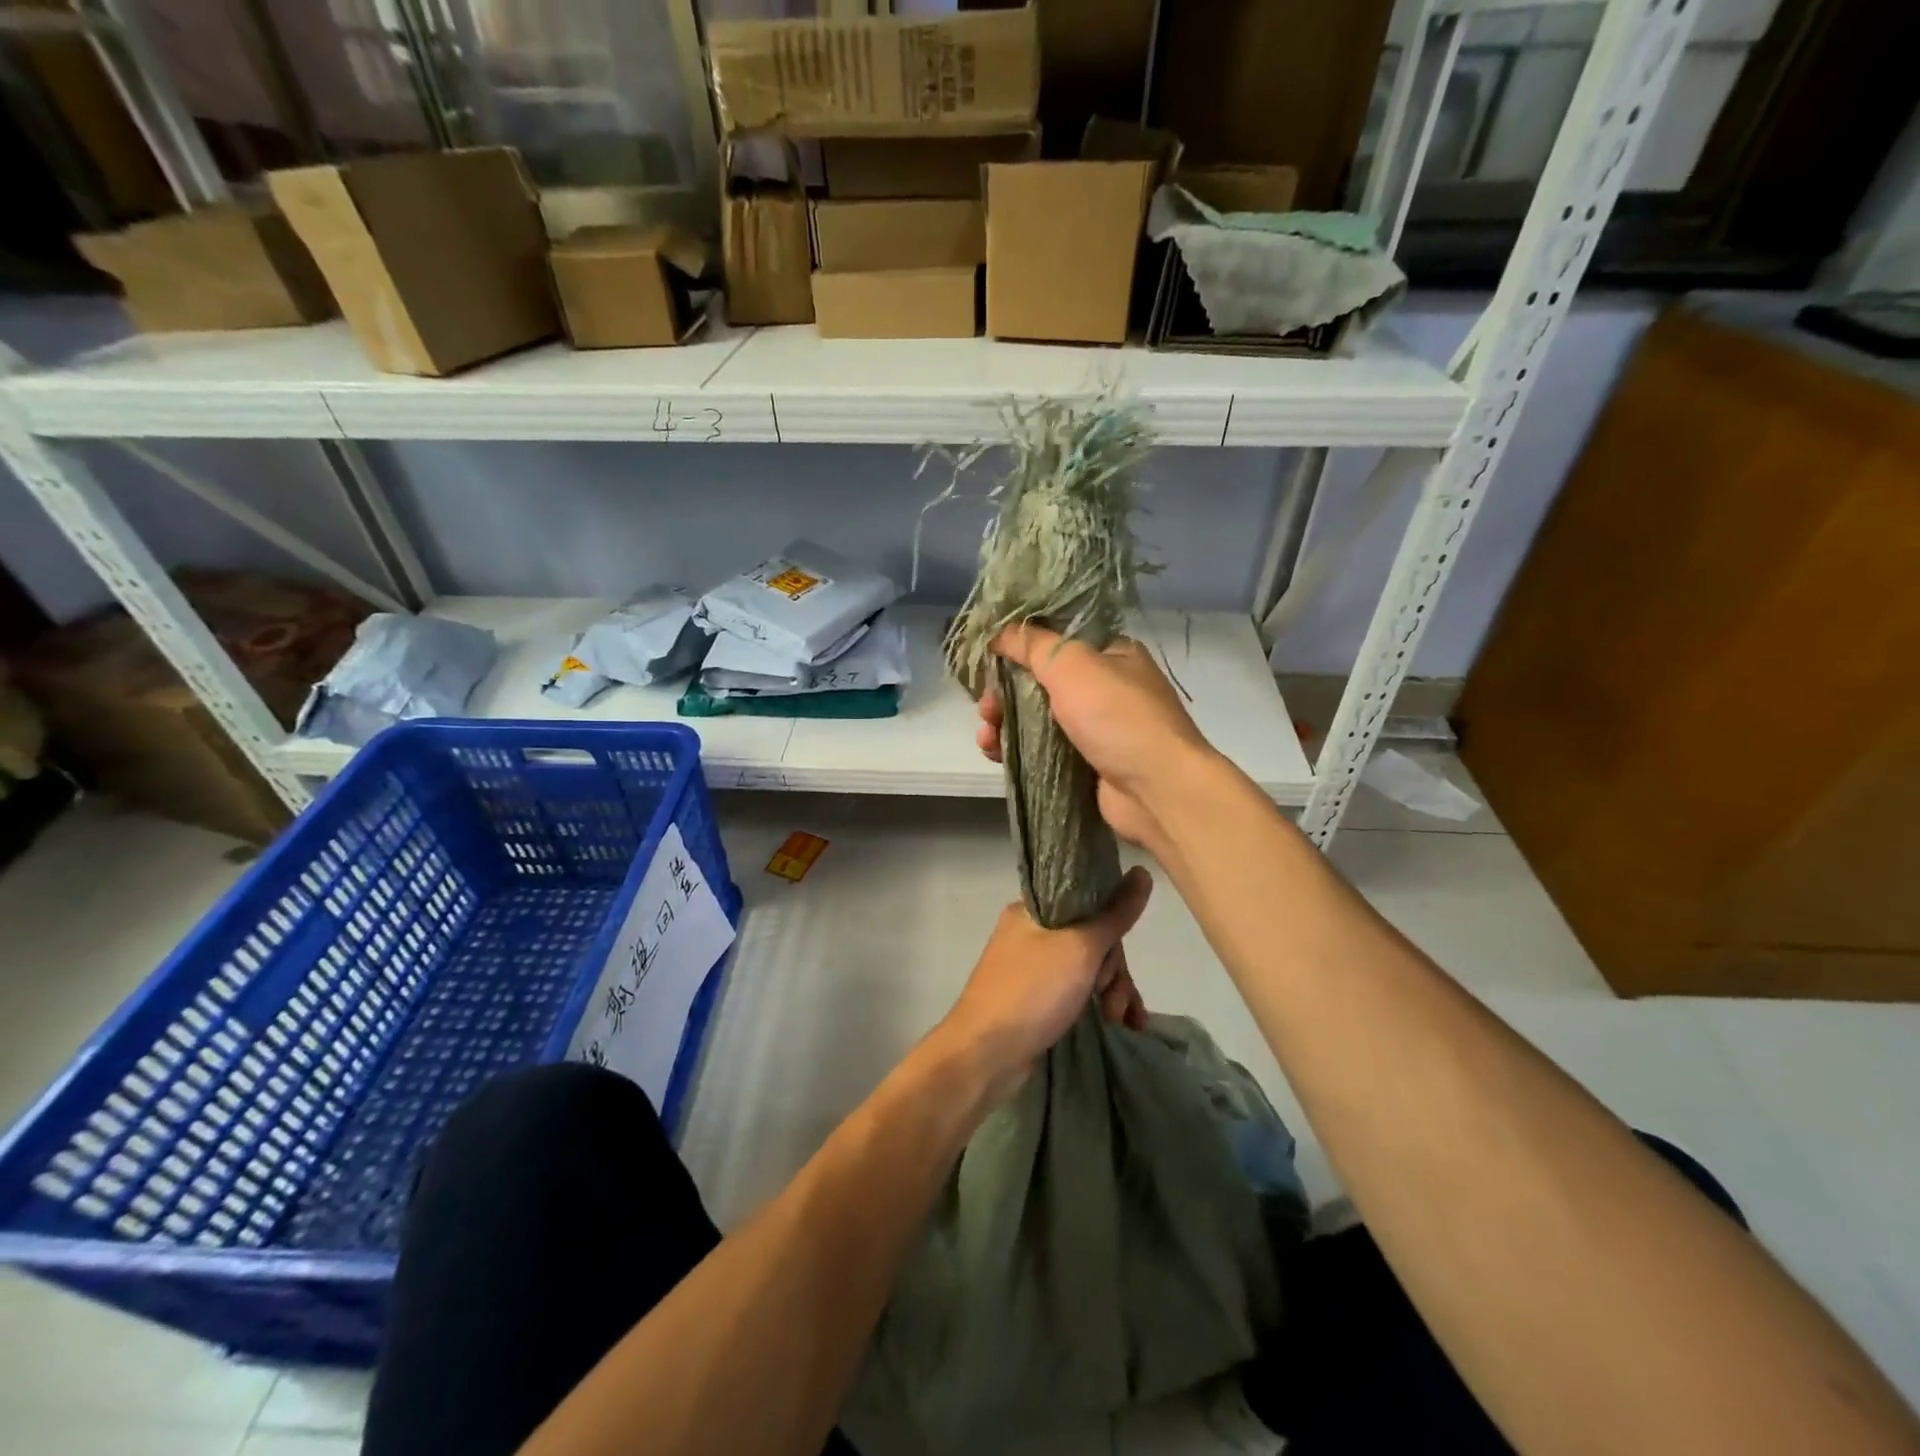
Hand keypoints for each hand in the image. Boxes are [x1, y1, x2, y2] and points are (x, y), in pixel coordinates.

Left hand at [934, 866, 1153, 1099]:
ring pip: (1088, 968)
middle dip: (1113, 970)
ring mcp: (1033, 968)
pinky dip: (1100, 1005)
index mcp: (1032, 910)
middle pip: (1091, 938)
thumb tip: (1142, 872)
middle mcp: (1030, 934)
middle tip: (1111, 996)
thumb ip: (1114, 914)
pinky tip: (1124, 1025)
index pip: (1086, 901)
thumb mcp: (1080, 948)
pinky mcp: (1037, 1000)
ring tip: (1120, 1019)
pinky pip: (1078, 992)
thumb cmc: (1031, 991)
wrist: (985, 1055)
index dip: (1109, 926)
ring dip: (1112, 991)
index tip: (1116, 949)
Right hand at [975, 623, 1211, 850]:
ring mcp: (1096, 728)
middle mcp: (1105, 687)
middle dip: (1004, 692)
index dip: (1018, 646)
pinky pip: (1043, 749)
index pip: (1055, 639)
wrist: (1157, 790)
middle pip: (1040, 681)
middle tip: (985, 707)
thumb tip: (999, 629)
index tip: (986, 658)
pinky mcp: (1086, 763)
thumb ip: (1032, 644)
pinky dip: (1017, 749)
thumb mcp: (1072, 664)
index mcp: (1110, 654)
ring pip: (1037, 718)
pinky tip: (996, 754)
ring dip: (1005, 722)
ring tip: (987, 736)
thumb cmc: (1117, 717)